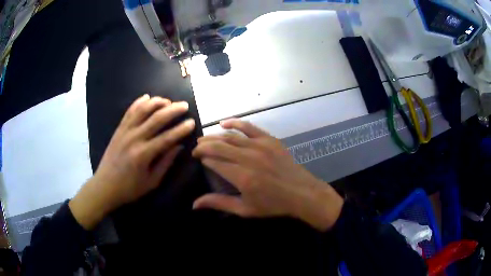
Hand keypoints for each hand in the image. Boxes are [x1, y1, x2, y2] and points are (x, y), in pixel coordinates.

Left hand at [69, 95, 195, 229]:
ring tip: (168, 101)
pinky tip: (147, 97)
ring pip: (142, 110)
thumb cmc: (130, 188)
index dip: (181, 129)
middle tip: (184, 105)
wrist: (105, 186)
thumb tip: (179, 146)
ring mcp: (125, 131)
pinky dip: (139, 102)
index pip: (167, 137)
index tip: (192, 122)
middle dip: (173, 109)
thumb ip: (165, 163)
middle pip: (156, 118)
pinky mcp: (118, 129)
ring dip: (157, 102)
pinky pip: (129, 111)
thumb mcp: (151, 182)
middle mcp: (134, 138)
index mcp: (144, 154)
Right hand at [192, 119, 343, 230]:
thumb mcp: (245, 209)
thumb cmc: (273, 204)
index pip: (214, 162)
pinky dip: (235, 123)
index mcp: (241, 176)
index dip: (203, 158)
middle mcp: (248, 158)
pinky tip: (223, 123)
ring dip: (214, 136)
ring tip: (204, 139)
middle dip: (204, 145)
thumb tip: (195, 204)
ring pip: (230, 136)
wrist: (301, 193)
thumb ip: (219, 203)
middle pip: (219, 146)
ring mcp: (260, 146)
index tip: (197, 158)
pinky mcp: (269, 140)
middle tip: (196, 148)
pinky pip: (249, 127)